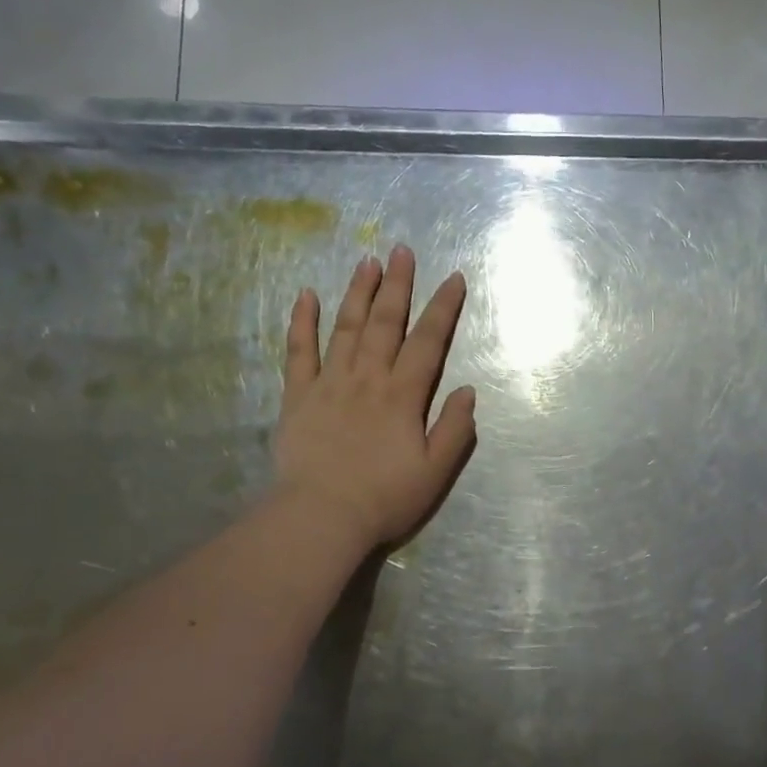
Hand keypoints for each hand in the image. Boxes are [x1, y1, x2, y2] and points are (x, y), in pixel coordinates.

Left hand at [272, 245, 476, 551]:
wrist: (321, 517)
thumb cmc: (385, 498)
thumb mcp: (436, 471)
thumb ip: (454, 428)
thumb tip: (468, 390)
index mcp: (403, 396)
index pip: (428, 342)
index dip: (443, 308)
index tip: (453, 278)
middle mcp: (367, 379)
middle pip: (385, 323)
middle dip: (398, 285)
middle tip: (402, 250)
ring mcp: (329, 384)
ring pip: (345, 328)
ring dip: (358, 292)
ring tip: (367, 261)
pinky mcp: (298, 397)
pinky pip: (299, 352)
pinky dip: (303, 323)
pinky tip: (307, 296)